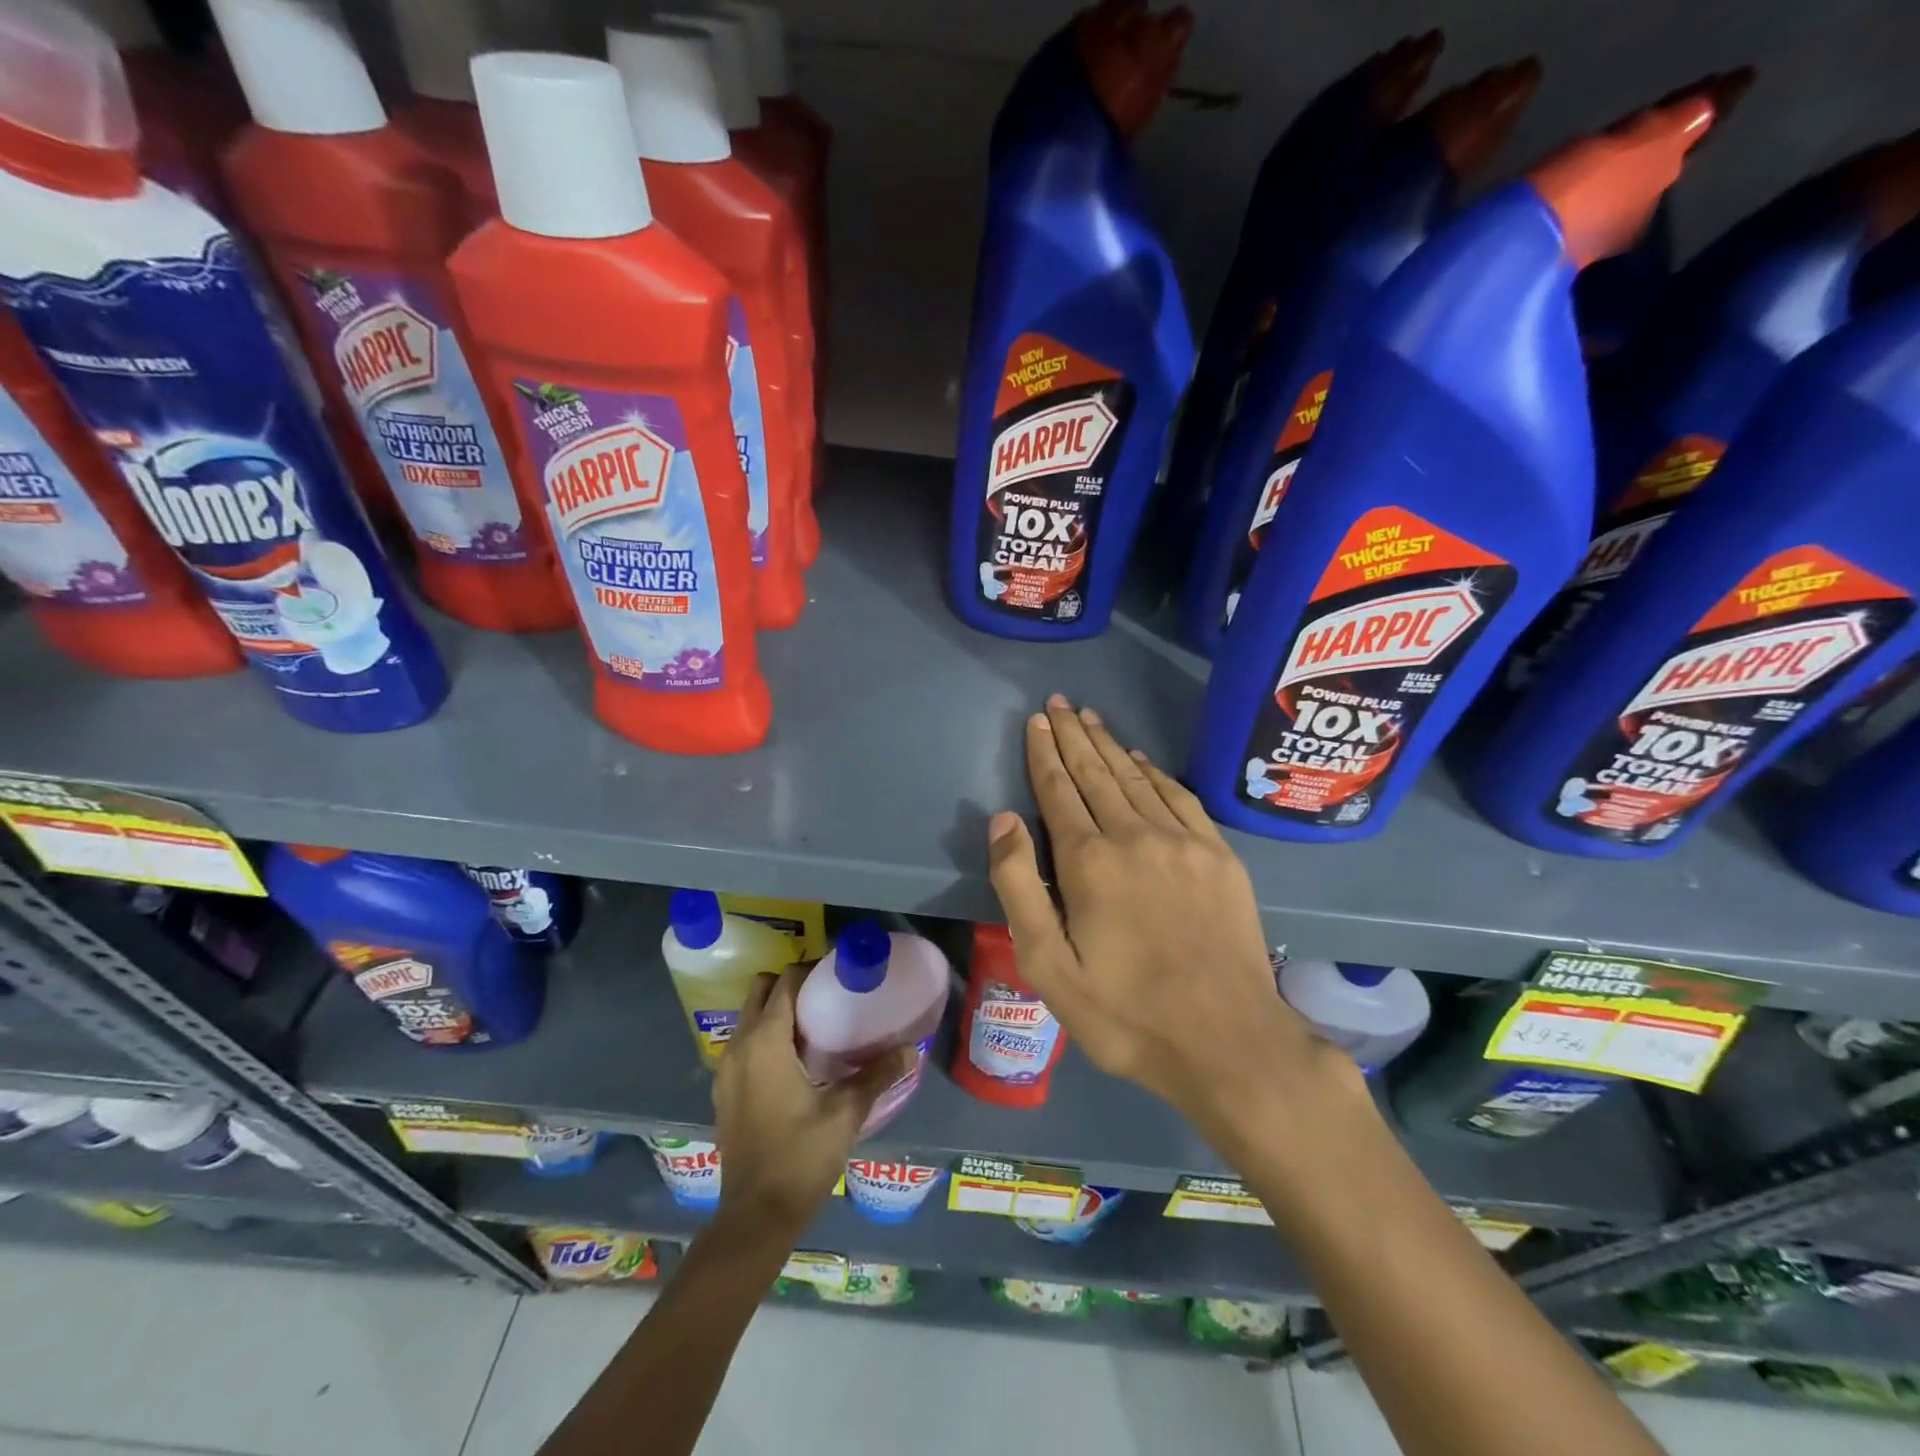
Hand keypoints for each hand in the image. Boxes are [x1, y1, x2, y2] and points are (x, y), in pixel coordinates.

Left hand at [711, 968, 916, 1235]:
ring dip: (777, 1011)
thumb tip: (912, 1049)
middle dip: (791, 984)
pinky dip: (766, 1037)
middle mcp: (739, 1046)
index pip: (785, 982)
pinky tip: (796, 1061)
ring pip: (749, 1018)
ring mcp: (727, 1070)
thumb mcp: (846, 1112)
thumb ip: (878, 1074)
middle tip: (827, 996)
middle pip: (760, 991)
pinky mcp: (725, 1092)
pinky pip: (745, 1044)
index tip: (838, 974)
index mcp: (765, 1041)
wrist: (755, 1217)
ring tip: (817, 1025)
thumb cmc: (800, 1157)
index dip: (811, 971)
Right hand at [987, 695, 1350, 1157]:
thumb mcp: (1048, 966)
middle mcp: (1133, 835)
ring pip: (1135, 778)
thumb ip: (1019, 887)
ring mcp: (1182, 842)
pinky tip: (1141, 760)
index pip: (1058, 791)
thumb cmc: (1126, 1013)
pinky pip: (1179, 796)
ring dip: (1109, 745)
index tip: (1036, 721)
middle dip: (1073, 736)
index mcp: (1088, 862)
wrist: (1228, 1040)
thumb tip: (1003, 820)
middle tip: (1059, 703)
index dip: (1044, 754)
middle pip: (1095, 773)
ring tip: (1090, 718)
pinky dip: (1155, 772)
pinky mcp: (1218, 855)